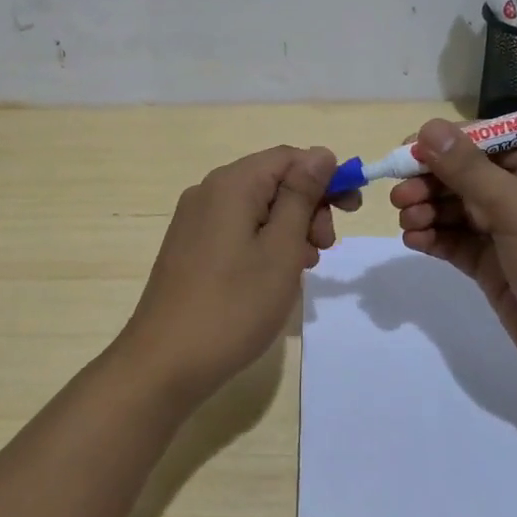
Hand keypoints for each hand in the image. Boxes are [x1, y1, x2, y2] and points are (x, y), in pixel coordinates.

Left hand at [116, 145, 343, 406]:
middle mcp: (208, 192)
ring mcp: (194, 221)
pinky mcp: (189, 248)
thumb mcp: (281, 249)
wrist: (165, 363)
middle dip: (308, 206)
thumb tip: (321, 153)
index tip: (352, 210)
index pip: (289, 157)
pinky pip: (237, 229)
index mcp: (231, 184)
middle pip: (272, 180)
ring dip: (289, 228)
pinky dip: (264, 243)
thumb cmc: (233, 306)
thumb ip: (302, 196)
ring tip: (302, 268)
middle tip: (324, 248)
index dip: (326, 176)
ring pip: (256, 208)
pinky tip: (273, 277)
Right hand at [392, 120, 516, 401]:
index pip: (487, 140)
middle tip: (400, 196)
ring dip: (427, 210)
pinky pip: (456, 241)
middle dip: (430, 181)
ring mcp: (511, 232)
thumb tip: (430, 127)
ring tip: (407, 222)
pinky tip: (414, 240)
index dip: (445, 144)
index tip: (406, 152)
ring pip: (456, 208)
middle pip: (466, 174)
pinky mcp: (495, 266)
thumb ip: (469, 169)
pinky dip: (434, 238)